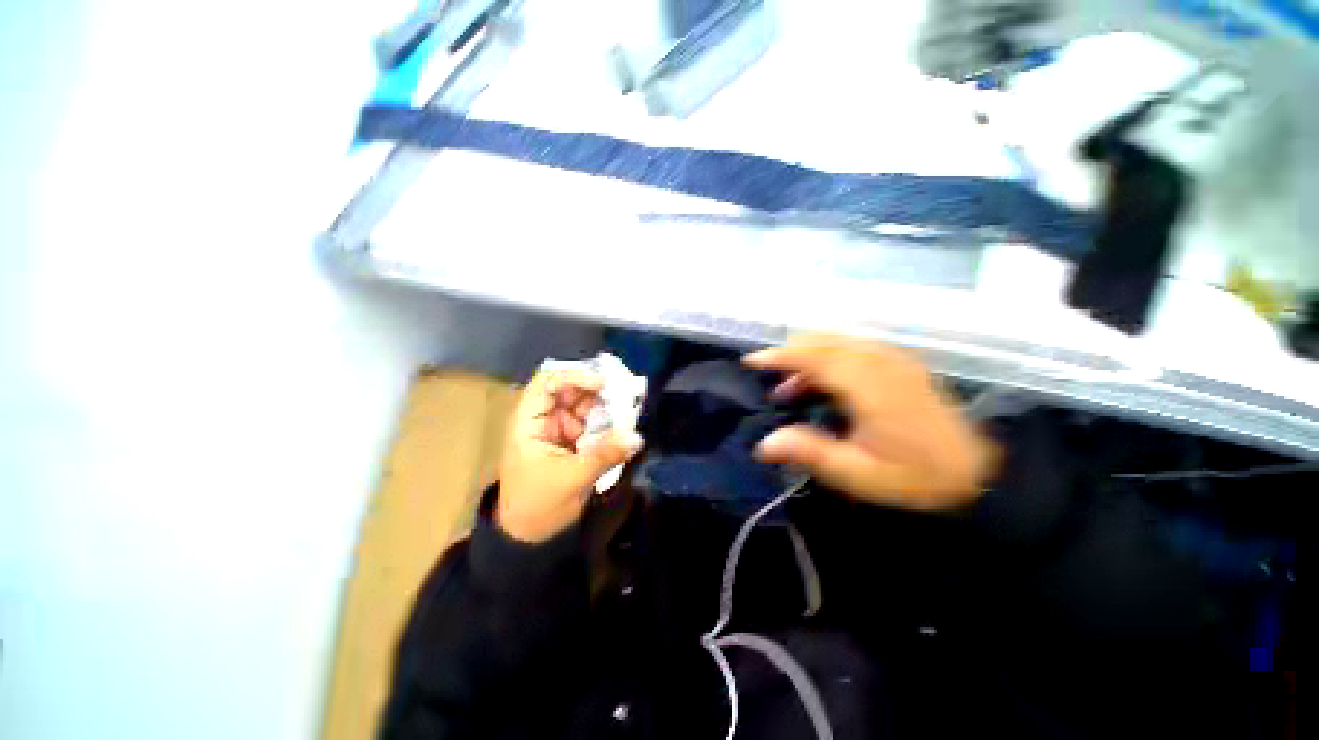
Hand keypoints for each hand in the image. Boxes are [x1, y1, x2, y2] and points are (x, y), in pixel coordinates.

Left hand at [497, 368, 644, 542]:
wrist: (528, 536)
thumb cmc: (538, 505)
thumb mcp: (572, 479)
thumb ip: (605, 454)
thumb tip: (637, 437)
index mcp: (529, 421)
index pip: (547, 382)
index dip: (574, 376)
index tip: (603, 384)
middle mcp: (544, 418)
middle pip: (570, 389)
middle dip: (597, 390)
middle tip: (626, 395)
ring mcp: (559, 428)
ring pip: (585, 404)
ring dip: (607, 405)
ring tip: (629, 408)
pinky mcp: (573, 439)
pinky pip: (593, 421)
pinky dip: (608, 420)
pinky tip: (624, 422)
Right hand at [744, 335, 999, 510]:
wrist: (976, 473)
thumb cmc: (914, 477)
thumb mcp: (858, 475)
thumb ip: (810, 453)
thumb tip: (764, 443)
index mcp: (871, 387)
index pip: (816, 357)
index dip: (780, 355)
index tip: (751, 361)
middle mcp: (882, 362)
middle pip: (824, 341)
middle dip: (790, 354)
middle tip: (770, 380)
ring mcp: (894, 359)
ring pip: (838, 341)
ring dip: (808, 357)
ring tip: (791, 389)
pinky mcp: (900, 363)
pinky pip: (854, 347)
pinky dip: (828, 357)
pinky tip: (823, 384)